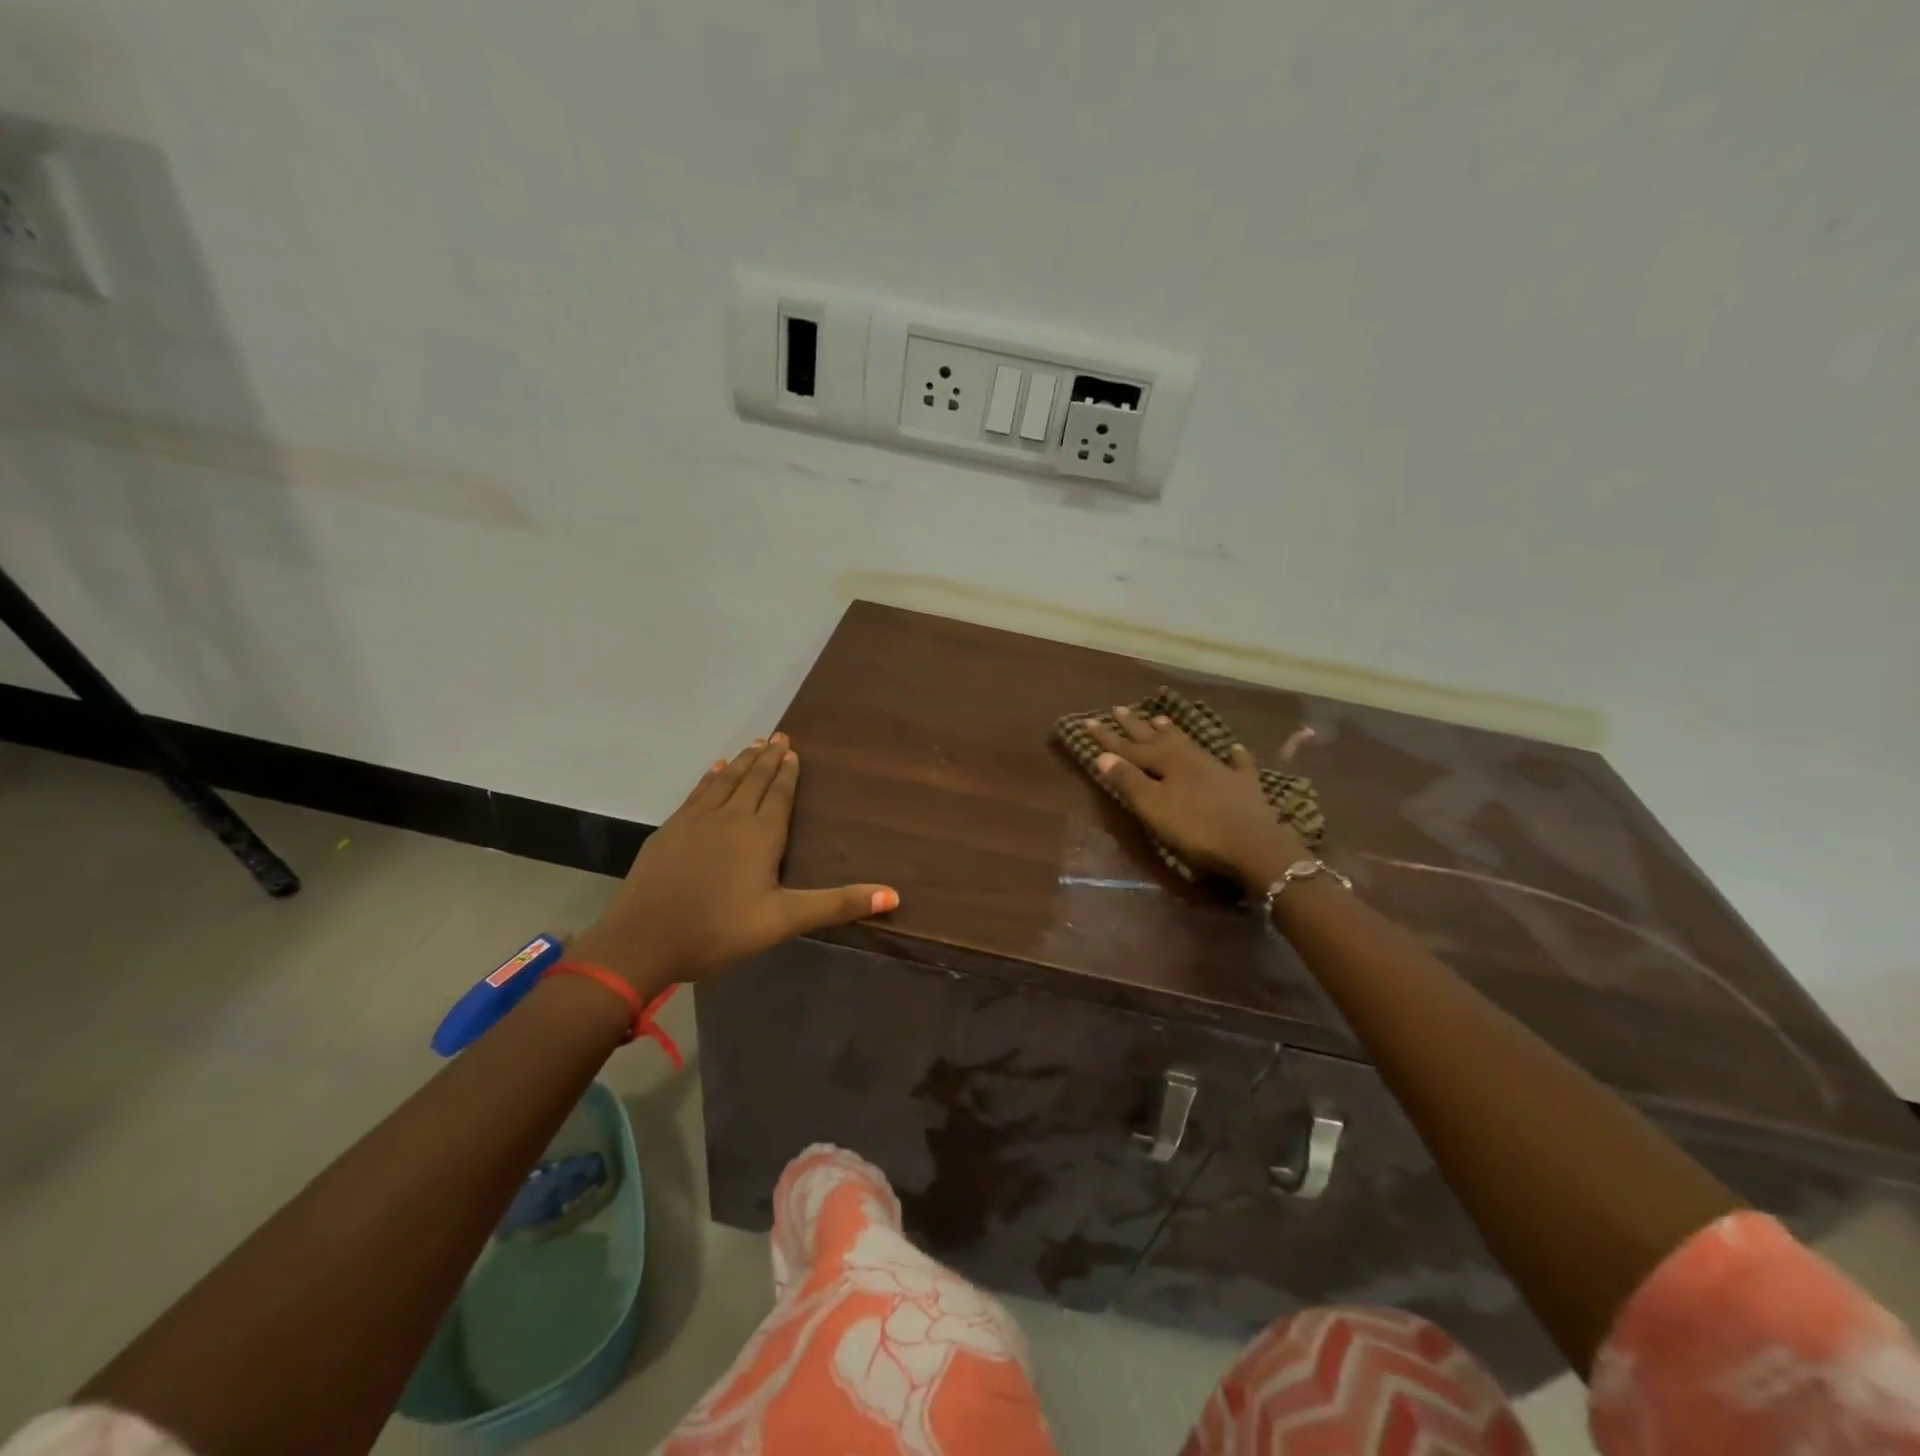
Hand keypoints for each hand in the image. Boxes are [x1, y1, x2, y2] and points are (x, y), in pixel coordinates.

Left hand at [568, 735, 897, 993]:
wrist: (642, 941)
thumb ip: (837, 904)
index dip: (788, 772)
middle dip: (767, 757)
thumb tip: (893, 896)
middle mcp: (730, 817)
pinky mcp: (670, 830)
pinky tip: (713, 770)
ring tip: (753, 744)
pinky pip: (697, 793)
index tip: (793, 750)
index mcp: (760, 835)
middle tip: (778, 735)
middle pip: (752, 779)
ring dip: (741, 761)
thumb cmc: (719, 930)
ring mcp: (695, 820)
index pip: (778, 793)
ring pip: (724, 781)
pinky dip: (709, 778)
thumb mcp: (784, 920)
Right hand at [1082, 709, 1307, 891]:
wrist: (1254, 845)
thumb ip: (1128, 781)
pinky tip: (1234, 749)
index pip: (1129, 747)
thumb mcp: (1153, 807)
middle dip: (1136, 726)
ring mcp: (1220, 769)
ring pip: (1190, 743)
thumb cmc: (1196, 828)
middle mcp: (1191, 757)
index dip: (1108, 737)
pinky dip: (1233, 755)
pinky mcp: (1244, 785)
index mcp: (1166, 762)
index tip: (1088, 721)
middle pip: (1158, 738)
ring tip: (1160, 718)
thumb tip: (1102, 756)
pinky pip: (1237, 764)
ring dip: (1173, 732)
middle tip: (1119, 709)